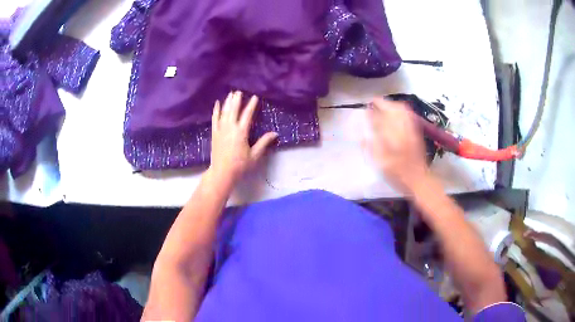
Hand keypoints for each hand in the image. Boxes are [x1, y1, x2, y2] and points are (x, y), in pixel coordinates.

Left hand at [209, 91, 277, 182]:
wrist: (222, 173)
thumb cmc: (240, 165)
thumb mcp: (254, 155)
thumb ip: (264, 142)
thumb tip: (275, 133)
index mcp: (241, 132)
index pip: (247, 115)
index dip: (251, 105)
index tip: (254, 97)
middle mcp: (230, 128)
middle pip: (234, 110)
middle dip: (237, 100)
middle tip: (239, 91)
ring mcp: (220, 130)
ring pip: (224, 112)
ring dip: (227, 102)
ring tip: (231, 94)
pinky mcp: (214, 133)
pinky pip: (214, 119)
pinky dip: (216, 110)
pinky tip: (217, 103)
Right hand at [367, 98, 429, 192]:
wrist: (419, 179)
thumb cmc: (397, 174)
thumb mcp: (380, 163)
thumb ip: (370, 146)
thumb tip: (361, 133)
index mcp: (392, 137)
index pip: (380, 118)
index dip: (373, 111)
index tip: (366, 107)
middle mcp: (402, 129)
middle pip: (393, 109)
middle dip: (383, 103)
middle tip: (374, 102)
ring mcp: (411, 129)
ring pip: (402, 110)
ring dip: (392, 104)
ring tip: (384, 105)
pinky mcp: (416, 132)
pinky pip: (409, 115)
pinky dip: (401, 110)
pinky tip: (397, 112)